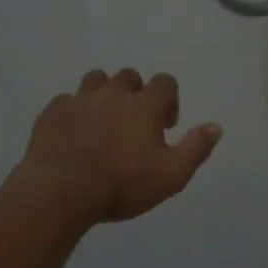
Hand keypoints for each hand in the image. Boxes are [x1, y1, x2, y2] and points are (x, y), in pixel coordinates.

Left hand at [20, 69, 222, 223]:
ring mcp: (79, 100)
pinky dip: (74, 111)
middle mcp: (113, 93)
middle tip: (135, 123)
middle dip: (136, 93)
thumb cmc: (123, 184)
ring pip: (95, 80)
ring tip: (104, 120)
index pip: (165, 82)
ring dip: (104, 93)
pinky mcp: (52, 113)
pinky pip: (66, 101)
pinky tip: (74, 132)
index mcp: (144, 104)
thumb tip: (216, 126)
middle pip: (129, 77)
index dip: (170, 99)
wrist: (62, 191)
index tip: (166, 125)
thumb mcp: (172, 174)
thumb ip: (196, 148)